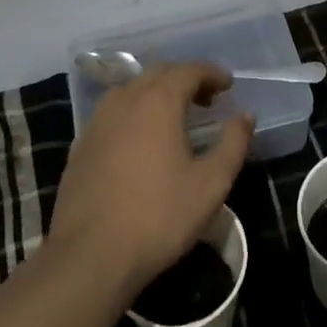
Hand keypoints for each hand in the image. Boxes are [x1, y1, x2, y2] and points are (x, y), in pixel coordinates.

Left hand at [47, 61, 253, 300]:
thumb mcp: (211, 184)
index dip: (211, 73)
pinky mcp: (81, 145)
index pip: (188, 70)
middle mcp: (126, 100)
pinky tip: (141, 139)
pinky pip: (113, 112)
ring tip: (175, 115)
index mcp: (158, 101)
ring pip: (132, 90)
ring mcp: (98, 121)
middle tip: (207, 98)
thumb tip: (245, 116)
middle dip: (185, 79)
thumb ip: (233, 144)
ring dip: (157, 92)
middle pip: (159, 73)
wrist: (89, 256)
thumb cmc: (158, 216)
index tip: (228, 84)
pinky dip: (134, 111)